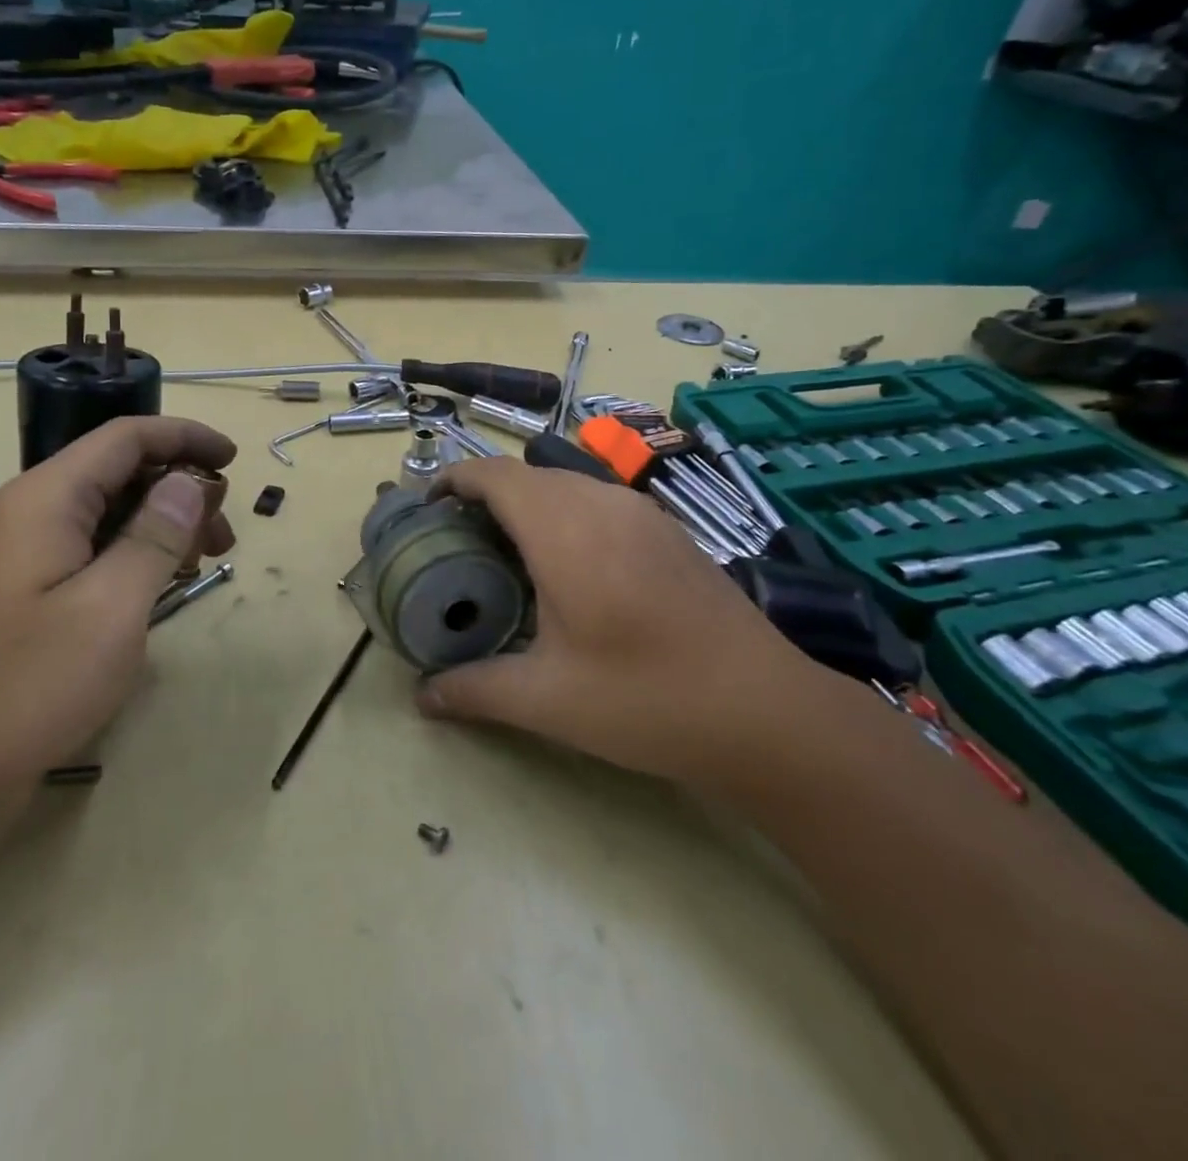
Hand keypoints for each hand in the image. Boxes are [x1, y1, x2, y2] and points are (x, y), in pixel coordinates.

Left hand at [0, 417, 235, 801]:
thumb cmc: (30, 683)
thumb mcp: (112, 606)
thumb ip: (156, 536)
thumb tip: (189, 482)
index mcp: (48, 498)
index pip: (126, 438)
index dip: (185, 437)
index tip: (235, 460)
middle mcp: (33, 513)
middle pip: (118, 471)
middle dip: (180, 489)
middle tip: (225, 535)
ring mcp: (27, 555)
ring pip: (108, 513)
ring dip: (162, 525)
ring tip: (204, 563)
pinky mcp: (29, 594)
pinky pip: (93, 551)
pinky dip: (136, 556)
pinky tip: (161, 587)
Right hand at [415, 458, 819, 788]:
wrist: (765, 712)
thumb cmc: (644, 698)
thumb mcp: (547, 700)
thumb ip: (475, 690)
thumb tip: (423, 697)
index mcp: (564, 530)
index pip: (495, 475)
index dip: (455, 480)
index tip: (428, 507)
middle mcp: (601, 504)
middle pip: (528, 474)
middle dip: (486, 494)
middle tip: (461, 540)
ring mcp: (642, 513)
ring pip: (567, 484)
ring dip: (529, 503)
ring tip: (509, 551)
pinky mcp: (669, 531)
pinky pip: (599, 501)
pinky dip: (567, 514)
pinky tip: (571, 566)